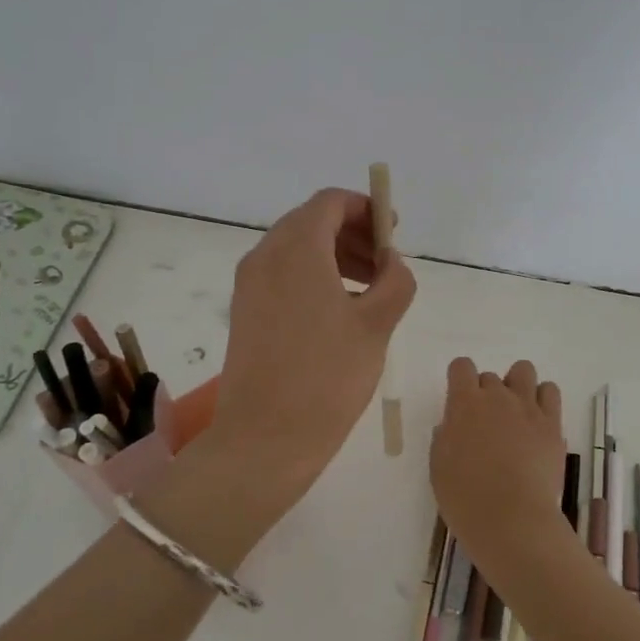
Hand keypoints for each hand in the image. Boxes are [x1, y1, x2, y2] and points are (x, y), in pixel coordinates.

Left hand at [207, 188, 415, 511]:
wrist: (265, 437)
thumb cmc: (328, 376)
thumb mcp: (377, 325)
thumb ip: (395, 281)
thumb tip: (391, 261)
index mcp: (297, 249)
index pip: (330, 203)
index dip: (366, 209)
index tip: (393, 232)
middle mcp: (265, 256)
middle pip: (311, 223)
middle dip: (352, 234)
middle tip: (385, 263)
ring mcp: (249, 285)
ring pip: (295, 250)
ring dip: (334, 256)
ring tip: (369, 290)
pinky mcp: (244, 312)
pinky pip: (282, 275)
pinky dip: (313, 277)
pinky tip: (339, 312)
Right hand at [430, 359, 569, 591]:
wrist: (511, 518)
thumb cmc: (465, 497)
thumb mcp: (439, 467)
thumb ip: (445, 437)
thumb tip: (454, 426)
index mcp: (464, 403)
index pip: (461, 366)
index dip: (459, 379)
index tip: (459, 400)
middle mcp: (497, 396)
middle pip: (490, 376)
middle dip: (486, 394)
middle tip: (486, 425)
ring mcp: (528, 407)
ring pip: (524, 371)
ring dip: (516, 386)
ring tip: (515, 414)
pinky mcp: (552, 423)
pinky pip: (550, 391)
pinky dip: (542, 399)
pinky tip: (537, 421)